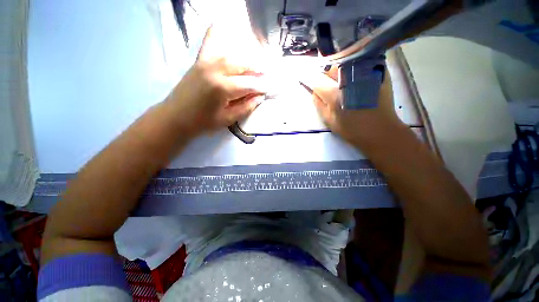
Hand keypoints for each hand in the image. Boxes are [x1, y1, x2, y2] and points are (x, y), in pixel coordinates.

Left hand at [165, 27, 266, 137]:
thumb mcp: (228, 119)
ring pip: (231, 55)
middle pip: (242, 64)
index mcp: (223, 88)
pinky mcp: (199, 61)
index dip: (261, 87)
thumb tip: (259, 97)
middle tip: (265, 76)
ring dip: (246, 60)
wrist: (176, 117)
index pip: (249, 84)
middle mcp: (215, 70)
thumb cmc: (203, 122)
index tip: (269, 89)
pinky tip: (220, 24)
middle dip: (257, 70)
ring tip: (254, 67)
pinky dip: (216, 34)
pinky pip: (209, 44)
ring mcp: (205, 63)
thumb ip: (246, 107)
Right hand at [301, 67, 401, 143]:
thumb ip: (319, 105)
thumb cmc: (352, 130)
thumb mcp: (329, 121)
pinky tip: (356, 77)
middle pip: (331, 68)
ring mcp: (365, 74)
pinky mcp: (378, 73)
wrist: (380, 131)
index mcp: (334, 95)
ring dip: (340, 69)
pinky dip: (356, 66)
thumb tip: (314, 92)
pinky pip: (362, 62)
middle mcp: (348, 80)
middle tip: (329, 84)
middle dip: (326, 75)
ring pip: (346, 63)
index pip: (317, 81)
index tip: (312, 84)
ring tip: (343, 80)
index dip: (313, 82)